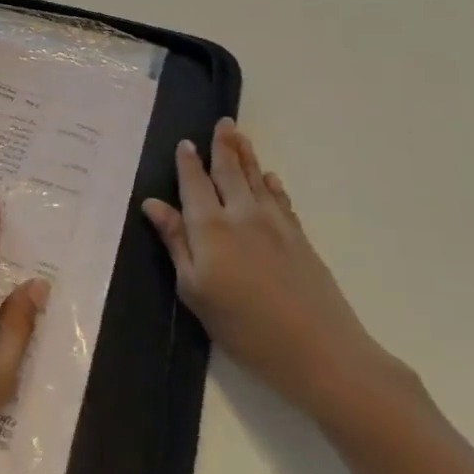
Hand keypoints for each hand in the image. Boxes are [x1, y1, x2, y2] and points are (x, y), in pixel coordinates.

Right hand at [143, 117, 402, 419]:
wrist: (320, 351)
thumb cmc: (243, 327)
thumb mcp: (194, 290)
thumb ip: (175, 243)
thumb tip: (153, 204)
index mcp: (210, 227)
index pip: (194, 184)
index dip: (188, 163)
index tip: (185, 143)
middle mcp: (242, 215)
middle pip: (230, 172)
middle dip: (223, 146)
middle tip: (222, 122)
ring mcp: (275, 225)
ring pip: (256, 180)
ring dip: (247, 155)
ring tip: (240, 134)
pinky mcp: (299, 239)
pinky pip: (281, 200)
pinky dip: (272, 185)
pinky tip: (270, 178)